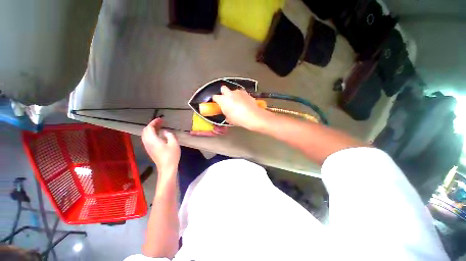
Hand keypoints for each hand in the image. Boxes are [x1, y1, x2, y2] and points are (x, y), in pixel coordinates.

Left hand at [142, 118, 180, 174]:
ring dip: (151, 129)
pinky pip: (147, 139)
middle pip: (145, 131)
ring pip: (145, 135)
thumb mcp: (174, 143)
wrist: (167, 167)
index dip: (154, 122)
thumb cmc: (171, 155)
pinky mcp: (150, 150)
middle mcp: (147, 142)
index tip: (161, 119)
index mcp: (153, 140)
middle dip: (152, 125)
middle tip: (161, 122)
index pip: (149, 128)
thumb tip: (164, 132)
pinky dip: (151, 134)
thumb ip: (169, 135)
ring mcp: (148, 147)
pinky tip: (158, 135)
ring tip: (160, 127)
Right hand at [212, 86, 270, 129]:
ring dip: (234, 95)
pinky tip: (244, 102)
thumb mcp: (229, 119)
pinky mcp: (246, 93)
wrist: (253, 116)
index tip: (217, 103)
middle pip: (223, 88)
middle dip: (223, 93)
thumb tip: (227, 115)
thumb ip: (226, 115)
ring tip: (237, 102)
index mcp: (223, 100)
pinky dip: (241, 97)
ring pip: (233, 91)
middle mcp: (229, 93)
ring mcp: (238, 92)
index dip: (216, 100)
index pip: (215, 97)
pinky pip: (241, 93)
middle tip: (226, 100)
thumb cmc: (238, 119)